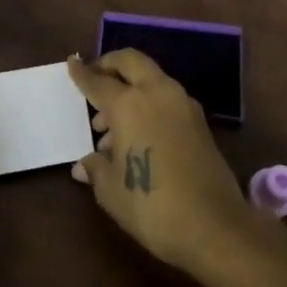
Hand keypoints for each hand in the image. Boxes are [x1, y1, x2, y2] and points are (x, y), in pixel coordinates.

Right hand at [66, 50, 252, 275]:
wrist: (214, 225)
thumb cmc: (151, 206)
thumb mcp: (111, 191)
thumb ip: (96, 169)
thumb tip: (84, 164)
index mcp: (128, 104)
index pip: (98, 81)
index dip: (82, 74)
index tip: (72, 63)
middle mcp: (157, 93)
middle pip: (131, 62)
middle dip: (110, 64)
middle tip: (95, 79)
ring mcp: (182, 104)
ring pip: (151, 79)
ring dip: (130, 89)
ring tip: (110, 128)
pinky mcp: (199, 121)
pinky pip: (166, 99)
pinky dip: (148, 104)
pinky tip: (137, 137)